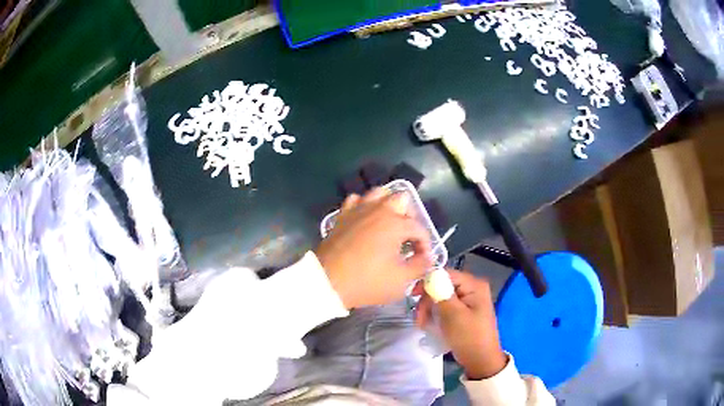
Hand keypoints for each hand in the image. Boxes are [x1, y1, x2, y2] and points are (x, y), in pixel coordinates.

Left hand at [315, 189, 431, 309]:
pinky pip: (355, 201)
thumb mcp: (401, 280)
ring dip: (387, 205)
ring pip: (378, 193)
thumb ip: (420, 266)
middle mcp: (378, 210)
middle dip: (409, 217)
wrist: (327, 282)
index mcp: (395, 224)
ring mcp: (357, 210)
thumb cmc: (367, 281)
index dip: (424, 244)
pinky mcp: (342, 215)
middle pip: (401, 200)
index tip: (422, 259)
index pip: (419, 228)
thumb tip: (427, 257)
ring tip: (388, 224)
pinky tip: (364, 220)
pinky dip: (363, 206)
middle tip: (406, 238)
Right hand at [413, 270, 507, 379]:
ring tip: (423, 325)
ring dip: (429, 310)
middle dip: (428, 301)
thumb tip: (427, 276)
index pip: (446, 274)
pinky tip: (430, 326)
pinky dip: (436, 315)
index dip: (427, 282)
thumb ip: (440, 293)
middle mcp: (472, 288)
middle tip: (419, 319)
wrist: (481, 360)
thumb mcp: (453, 315)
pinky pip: (445, 307)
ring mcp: (468, 301)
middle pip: (442, 286)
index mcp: (474, 285)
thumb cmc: (469, 337)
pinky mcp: (463, 312)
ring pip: (441, 298)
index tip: (413, 296)